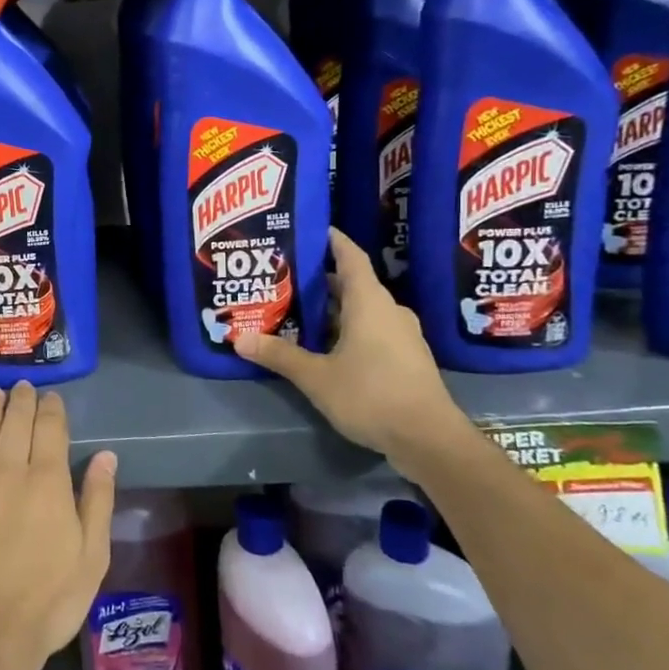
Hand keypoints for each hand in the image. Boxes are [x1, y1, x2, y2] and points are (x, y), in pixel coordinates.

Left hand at [0, 383, 115, 669]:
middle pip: (16, 419)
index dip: (52, 408)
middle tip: (23, 387)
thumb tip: (107, 456)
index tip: (52, 398)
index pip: (51, 428)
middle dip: (22, 399)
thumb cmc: (47, 602)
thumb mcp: (91, 558)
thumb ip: (98, 501)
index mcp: (49, 481)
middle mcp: (10, 468)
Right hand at [236, 228, 473, 476]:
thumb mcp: (316, 376)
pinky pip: (372, 331)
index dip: (331, 240)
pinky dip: (346, 330)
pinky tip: (323, 347)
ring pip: (361, 311)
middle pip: (351, 284)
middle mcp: (388, 311)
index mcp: (369, 302)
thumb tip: (239, 338)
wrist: (429, 440)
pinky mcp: (406, 359)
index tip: (308, 230)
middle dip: (318, 281)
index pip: (350, 256)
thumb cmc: (371, 395)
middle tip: (283, 279)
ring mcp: (402, 335)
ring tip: (296, 313)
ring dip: (331, 310)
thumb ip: (279, 355)